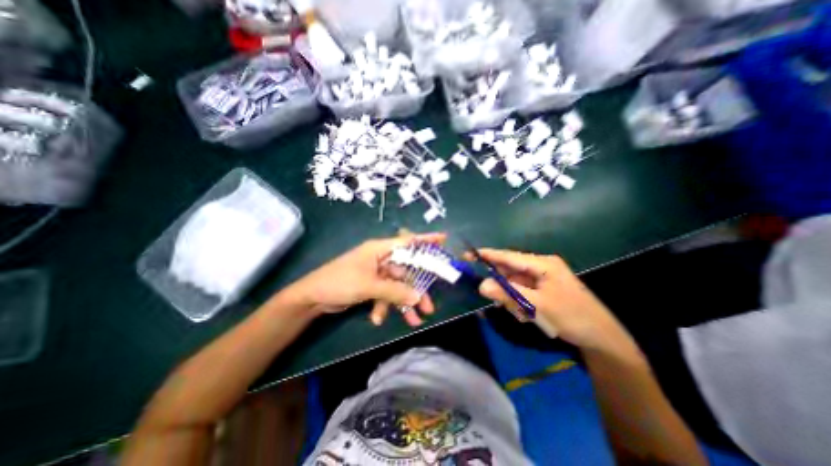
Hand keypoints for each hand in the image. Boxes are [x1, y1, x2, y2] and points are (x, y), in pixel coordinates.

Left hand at [286, 233, 444, 328]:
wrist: (312, 297)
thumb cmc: (339, 281)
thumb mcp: (368, 286)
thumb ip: (394, 291)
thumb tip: (417, 297)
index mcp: (380, 249)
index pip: (407, 241)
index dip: (426, 240)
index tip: (444, 240)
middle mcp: (381, 258)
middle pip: (406, 271)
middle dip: (417, 289)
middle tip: (429, 306)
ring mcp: (376, 273)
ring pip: (398, 286)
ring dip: (403, 303)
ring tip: (414, 320)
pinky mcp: (371, 285)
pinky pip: (385, 294)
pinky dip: (385, 306)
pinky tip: (377, 319)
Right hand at [466, 249, 622, 346]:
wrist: (600, 338)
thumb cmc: (571, 316)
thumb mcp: (537, 305)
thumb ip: (508, 293)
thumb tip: (481, 285)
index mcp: (542, 264)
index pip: (509, 256)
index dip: (488, 255)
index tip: (469, 255)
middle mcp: (541, 267)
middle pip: (510, 271)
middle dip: (503, 286)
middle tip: (501, 301)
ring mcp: (542, 279)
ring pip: (515, 284)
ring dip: (513, 299)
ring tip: (524, 314)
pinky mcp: (542, 290)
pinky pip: (522, 292)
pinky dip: (520, 303)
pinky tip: (528, 316)